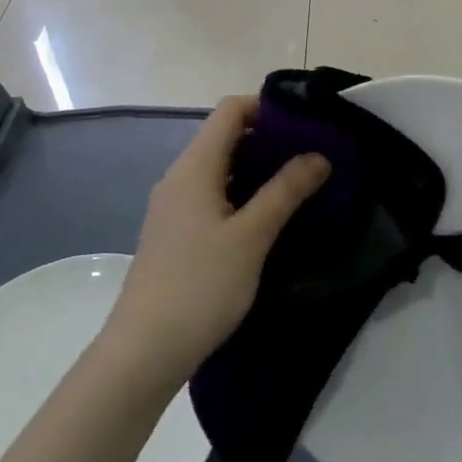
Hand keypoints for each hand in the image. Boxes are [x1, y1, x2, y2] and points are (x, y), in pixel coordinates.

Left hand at [107, 96, 328, 385]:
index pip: (230, 110)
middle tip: (310, 157)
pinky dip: (241, 194)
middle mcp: (179, 178)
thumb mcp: (252, 237)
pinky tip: (266, 220)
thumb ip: (286, 191)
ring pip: (220, 169)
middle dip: (268, 140)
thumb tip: (318, 155)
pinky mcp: (174, 234)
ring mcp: (173, 207)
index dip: (267, 108)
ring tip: (297, 187)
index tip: (304, 126)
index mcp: (194, 167)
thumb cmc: (200, 286)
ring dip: (257, 170)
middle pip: (225, 137)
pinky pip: (212, 195)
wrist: (142, 353)